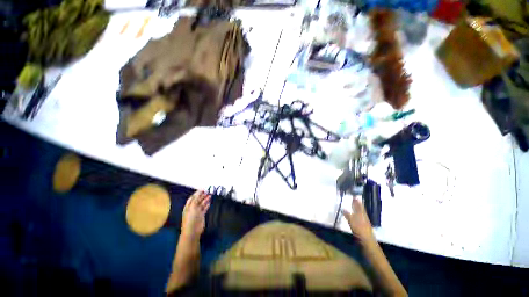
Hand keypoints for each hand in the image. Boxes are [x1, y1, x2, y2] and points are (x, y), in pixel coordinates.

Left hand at [181, 190, 210, 239]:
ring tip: (210, 195)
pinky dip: (207, 205)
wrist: (192, 230)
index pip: (193, 197)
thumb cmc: (191, 218)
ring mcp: (197, 212)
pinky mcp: (202, 215)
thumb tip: (200, 192)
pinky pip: (205, 208)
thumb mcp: (192, 207)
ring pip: (202, 203)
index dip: (197, 193)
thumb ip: (196, 199)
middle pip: (198, 200)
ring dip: (206, 199)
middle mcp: (193, 208)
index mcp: (188, 206)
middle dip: (202, 195)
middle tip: (208, 191)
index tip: (203, 189)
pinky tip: (210, 202)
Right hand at [342, 197, 373, 243]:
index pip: (359, 206)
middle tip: (354, 199)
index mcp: (362, 215)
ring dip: (357, 210)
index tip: (354, 196)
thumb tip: (343, 208)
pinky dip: (357, 216)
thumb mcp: (352, 222)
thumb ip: (348, 215)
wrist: (368, 244)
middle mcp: (364, 218)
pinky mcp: (363, 228)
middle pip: (361, 210)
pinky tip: (354, 217)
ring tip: (354, 206)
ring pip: (361, 214)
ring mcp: (364, 223)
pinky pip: (360, 219)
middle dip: (357, 205)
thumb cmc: (360, 232)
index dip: (357, 202)